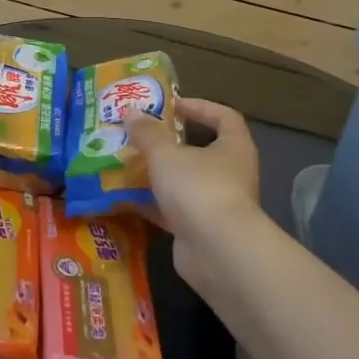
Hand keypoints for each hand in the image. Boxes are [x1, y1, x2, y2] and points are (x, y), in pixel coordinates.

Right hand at [124, 98, 264, 287]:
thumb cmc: (198, 188)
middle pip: (202, 150)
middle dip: (170, 143)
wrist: (217, 252)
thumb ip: (147, 133)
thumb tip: (131, 111)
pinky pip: (174, 210)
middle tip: (141, 135)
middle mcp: (232, 173)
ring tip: (126, 163)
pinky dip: (153, 204)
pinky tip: (125, 199)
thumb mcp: (165, 154)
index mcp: (234, 147)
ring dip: (159, 174)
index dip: (199, 107)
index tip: (171, 106)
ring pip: (185, 182)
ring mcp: (218, 204)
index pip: (224, 117)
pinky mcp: (201, 230)